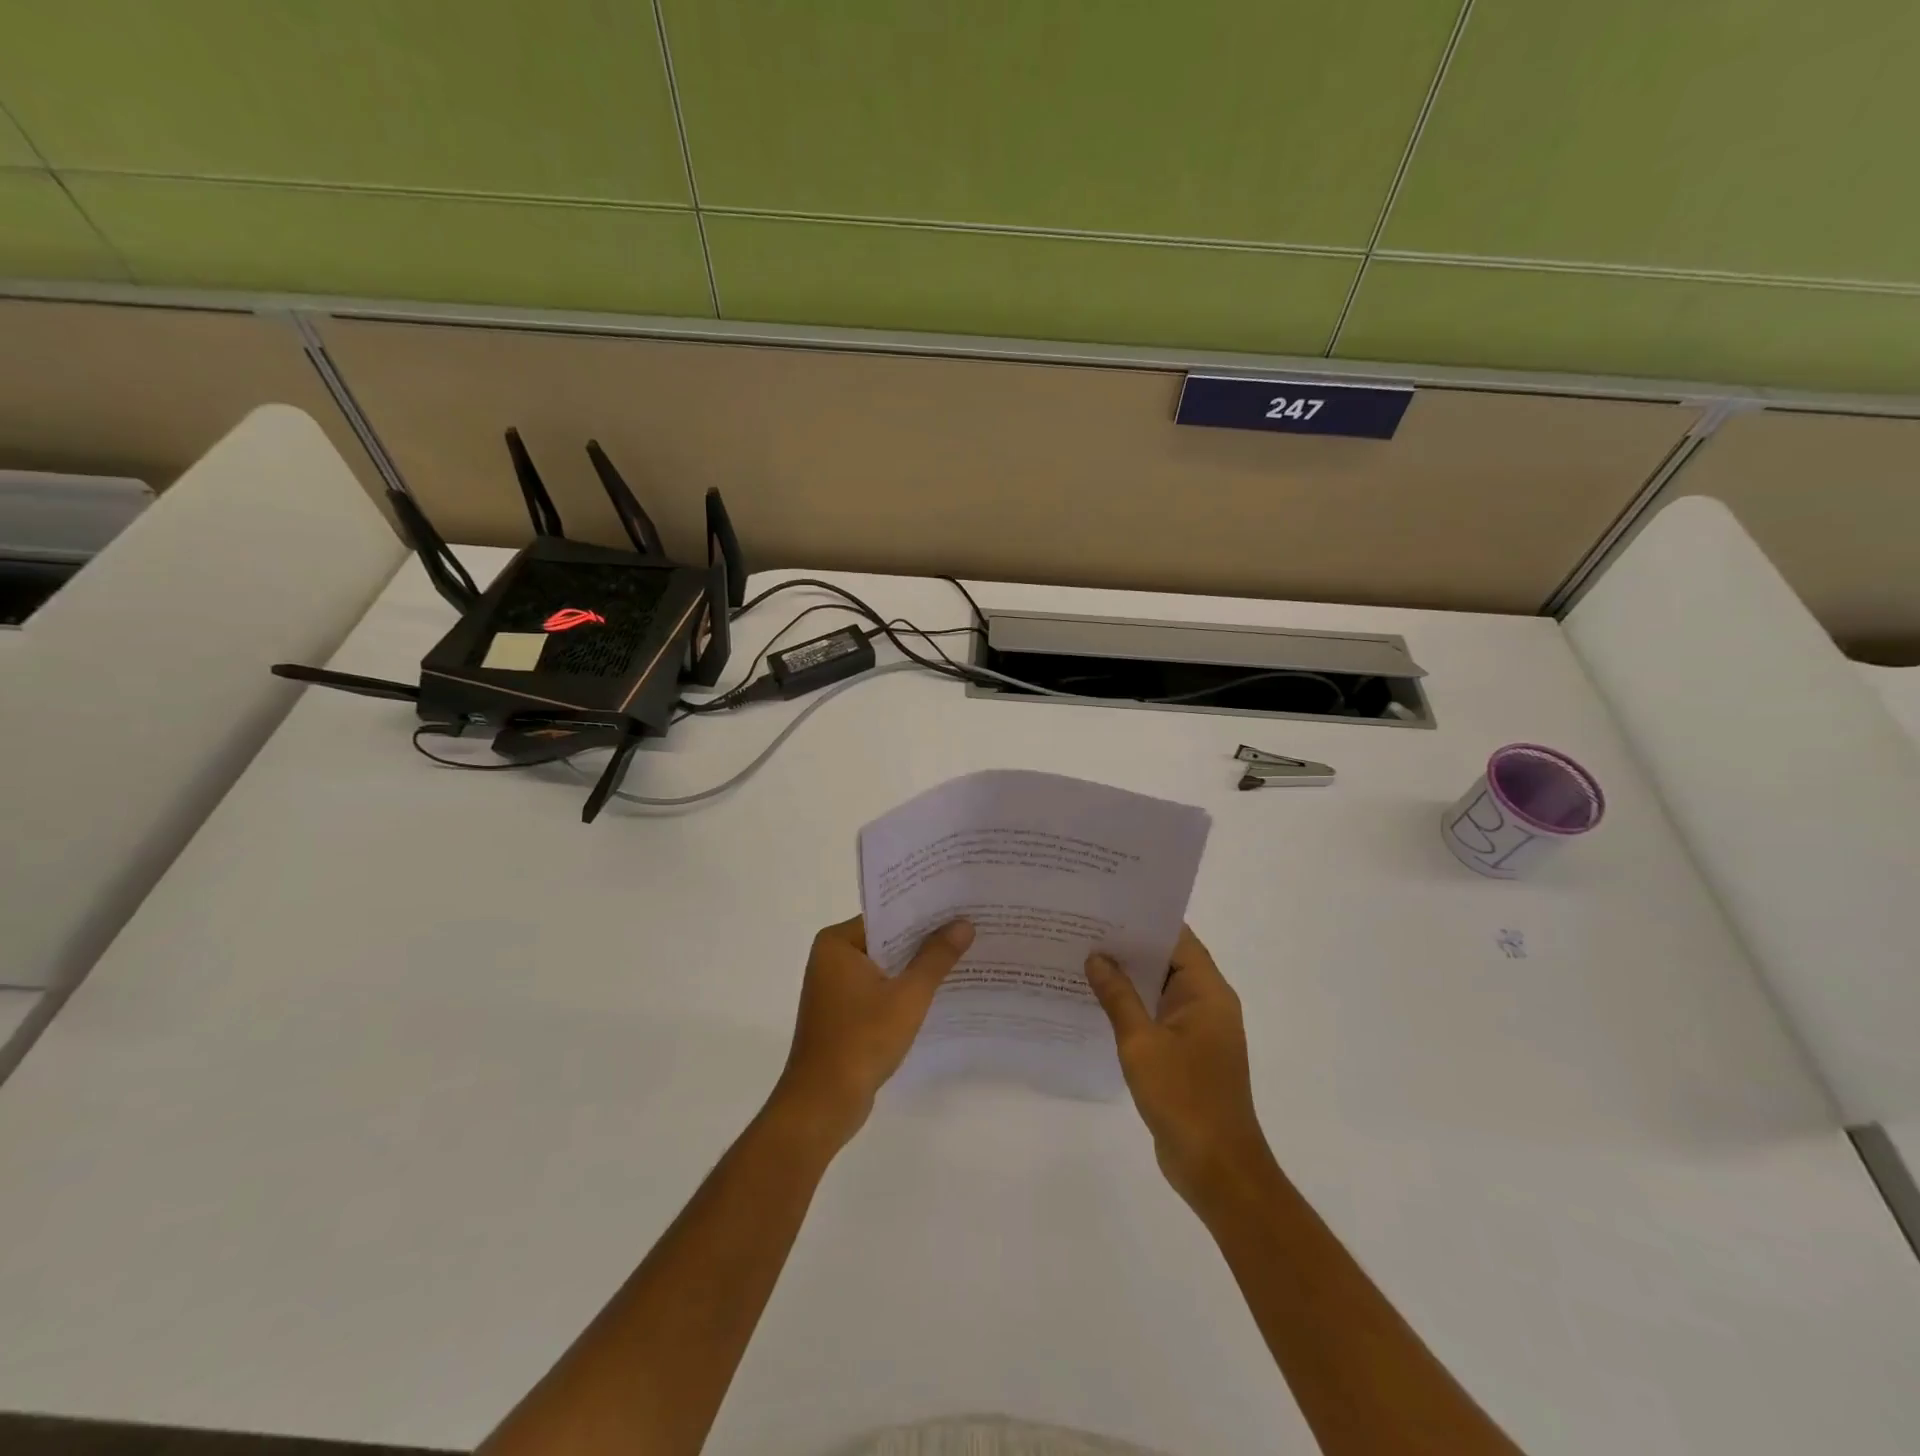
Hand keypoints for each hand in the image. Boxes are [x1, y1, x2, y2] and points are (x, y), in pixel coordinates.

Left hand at [770, 915, 974, 1151]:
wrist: (823, 1103)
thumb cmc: (862, 1040)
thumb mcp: (908, 995)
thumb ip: (936, 957)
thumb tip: (964, 924)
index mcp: (837, 943)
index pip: (887, 915)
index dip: (924, 911)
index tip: (958, 906)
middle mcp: (831, 958)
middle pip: (887, 939)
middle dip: (924, 939)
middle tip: (969, 927)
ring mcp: (835, 987)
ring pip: (885, 965)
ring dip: (916, 966)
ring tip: (962, 955)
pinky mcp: (842, 1013)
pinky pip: (879, 988)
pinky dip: (903, 989)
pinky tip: (938, 991)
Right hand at [1085, 926, 1273, 1207]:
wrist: (1217, 1168)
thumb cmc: (1184, 1098)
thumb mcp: (1142, 1043)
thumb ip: (1118, 997)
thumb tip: (1096, 957)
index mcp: (1208, 993)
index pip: (1177, 939)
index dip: (1144, 920)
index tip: (1107, 906)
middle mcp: (1207, 1003)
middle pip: (1168, 960)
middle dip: (1129, 946)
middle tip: (1085, 927)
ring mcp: (1198, 1030)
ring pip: (1160, 989)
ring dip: (1129, 977)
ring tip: (1083, 956)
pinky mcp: (1186, 1053)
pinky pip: (1157, 1015)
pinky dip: (1133, 1005)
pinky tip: (1097, 1001)